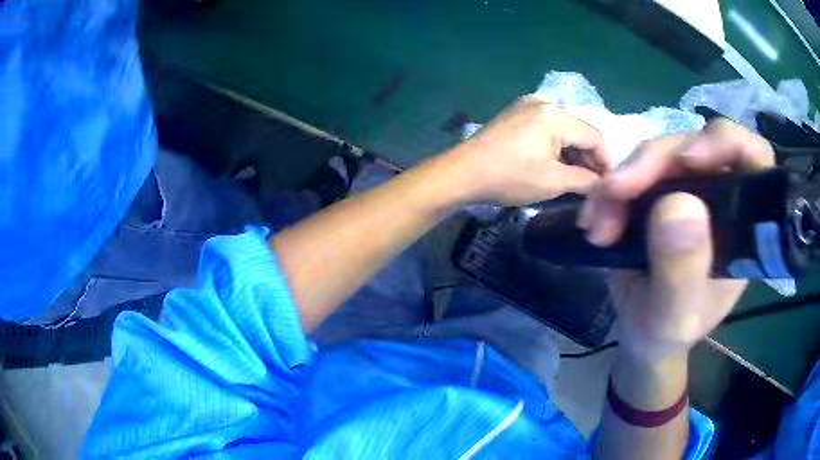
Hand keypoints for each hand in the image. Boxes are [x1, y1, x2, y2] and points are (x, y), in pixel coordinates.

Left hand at [448, 95, 610, 205]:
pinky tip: (556, 166)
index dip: (606, 161)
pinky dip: (555, 147)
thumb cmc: (510, 176)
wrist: (462, 173)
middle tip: (593, 185)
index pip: (595, 137)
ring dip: (572, 154)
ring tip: (576, 179)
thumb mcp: (553, 182)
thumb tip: (601, 183)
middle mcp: (543, 103)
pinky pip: (546, 129)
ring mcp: (526, 106)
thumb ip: (585, 181)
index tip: (609, 184)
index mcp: (555, 115)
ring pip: (562, 130)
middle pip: (578, 131)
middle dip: (588, 159)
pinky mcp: (514, 115)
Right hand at [579, 119, 775, 361]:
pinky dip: (611, 189)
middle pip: (696, 146)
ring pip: (661, 154)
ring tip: (597, 225)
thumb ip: (682, 270)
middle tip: (616, 194)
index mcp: (744, 225)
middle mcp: (723, 197)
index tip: (687, 161)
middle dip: (654, 164)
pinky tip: (594, 218)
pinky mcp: (663, 190)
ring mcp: (692, 189)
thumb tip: (678, 205)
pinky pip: (636, 170)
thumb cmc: (669, 332)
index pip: (753, 159)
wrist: (643, 334)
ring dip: (623, 181)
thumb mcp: (675, 315)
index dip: (725, 144)